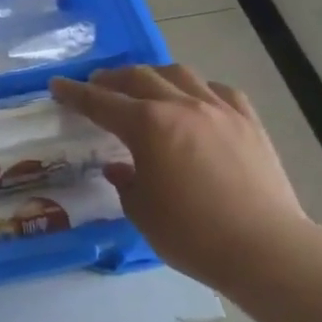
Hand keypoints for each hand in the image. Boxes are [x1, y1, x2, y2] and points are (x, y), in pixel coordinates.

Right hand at [51, 66, 310, 293]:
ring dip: (154, 76)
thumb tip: (121, 167)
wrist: (263, 247)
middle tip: (97, 86)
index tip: (57, 86)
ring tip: (144, 87)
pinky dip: (198, 90)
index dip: (75, 94)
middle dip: (112, 79)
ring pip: (180, 74)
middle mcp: (182, 106)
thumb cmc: (190, 233)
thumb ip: (126, 181)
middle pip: (139, 78)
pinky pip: (219, 91)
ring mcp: (220, 110)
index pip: (101, 102)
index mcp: (148, 125)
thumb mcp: (141, 211)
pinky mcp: (249, 122)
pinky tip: (196, 102)